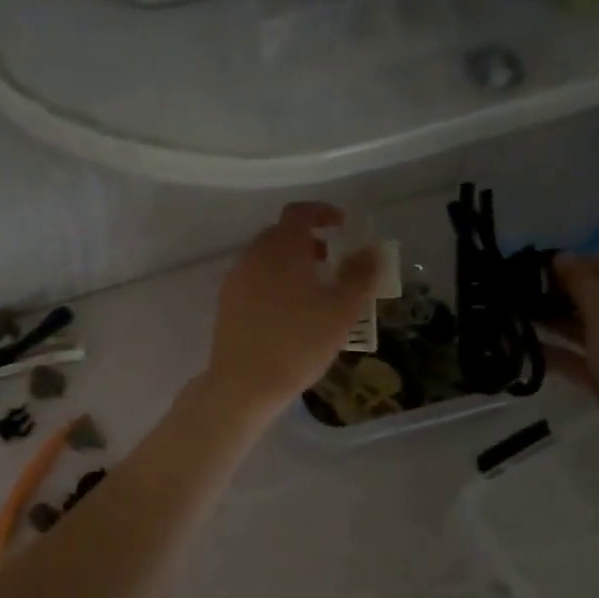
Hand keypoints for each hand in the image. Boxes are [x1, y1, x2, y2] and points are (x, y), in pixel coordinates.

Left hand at [201, 203, 381, 421]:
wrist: (244, 385)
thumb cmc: (299, 344)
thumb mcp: (341, 311)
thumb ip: (360, 275)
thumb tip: (372, 250)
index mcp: (281, 248)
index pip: (299, 212)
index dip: (322, 212)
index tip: (342, 224)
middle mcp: (253, 256)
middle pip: (280, 234)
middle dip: (307, 239)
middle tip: (331, 259)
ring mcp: (235, 280)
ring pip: (265, 258)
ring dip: (290, 261)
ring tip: (313, 288)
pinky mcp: (226, 303)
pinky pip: (254, 279)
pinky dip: (274, 281)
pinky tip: (289, 310)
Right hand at [542, 256, 598, 493]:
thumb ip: (584, 285)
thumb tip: (562, 257)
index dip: (590, 262)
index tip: (549, 265)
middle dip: (567, 292)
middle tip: (525, 290)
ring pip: (590, 332)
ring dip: (557, 322)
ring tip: (517, 315)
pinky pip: (581, 363)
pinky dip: (558, 354)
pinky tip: (526, 349)